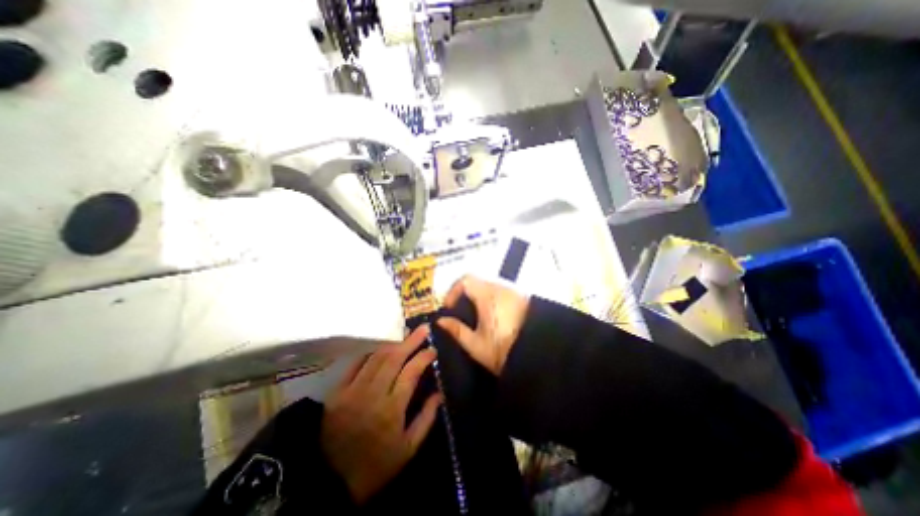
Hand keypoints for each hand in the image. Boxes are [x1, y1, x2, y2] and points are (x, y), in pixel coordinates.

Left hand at [320, 327, 440, 503]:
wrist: (329, 484)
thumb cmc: (375, 467)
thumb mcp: (408, 449)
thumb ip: (426, 419)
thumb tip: (439, 393)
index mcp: (392, 409)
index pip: (411, 372)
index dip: (423, 357)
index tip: (433, 349)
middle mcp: (373, 394)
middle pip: (394, 358)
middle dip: (411, 341)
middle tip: (423, 328)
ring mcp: (353, 391)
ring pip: (376, 357)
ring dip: (393, 343)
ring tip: (405, 335)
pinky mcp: (337, 392)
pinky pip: (356, 364)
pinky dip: (371, 353)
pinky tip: (380, 349)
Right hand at [439, 277, 531, 373]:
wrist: (542, 355)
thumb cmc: (505, 350)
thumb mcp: (476, 345)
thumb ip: (456, 330)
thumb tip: (441, 321)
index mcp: (488, 296)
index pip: (465, 280)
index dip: (453, 291)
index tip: (450, 307)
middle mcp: (501, 288)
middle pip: (477, 282)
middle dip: (465, 294)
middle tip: (460, 312)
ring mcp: (514, 291)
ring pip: (489, 286)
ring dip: (479, 296)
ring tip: (476, 316)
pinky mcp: (523, 297)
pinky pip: (501, 292)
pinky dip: (492, 299)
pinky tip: (492, 317)